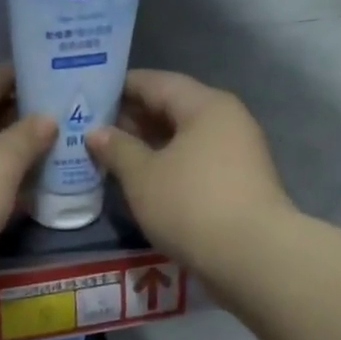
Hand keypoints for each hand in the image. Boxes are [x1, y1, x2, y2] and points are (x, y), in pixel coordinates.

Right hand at [85, 71, 292, 270]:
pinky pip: (195, 163)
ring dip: (149, 146)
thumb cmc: (190, 204)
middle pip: (173, 109)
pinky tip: (144, 181)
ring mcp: (237, 154)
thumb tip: (96, 132)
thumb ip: (117, 149)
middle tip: (93, 130)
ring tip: (112, 157)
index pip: (156, 82)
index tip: (90, 96)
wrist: (250, 256)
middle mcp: (227, 121)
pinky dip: (168, 166)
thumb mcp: (142, 176)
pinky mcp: (238, 185)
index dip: (121, 87)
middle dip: (133, 119)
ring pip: (184, 139)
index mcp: (205, 105)